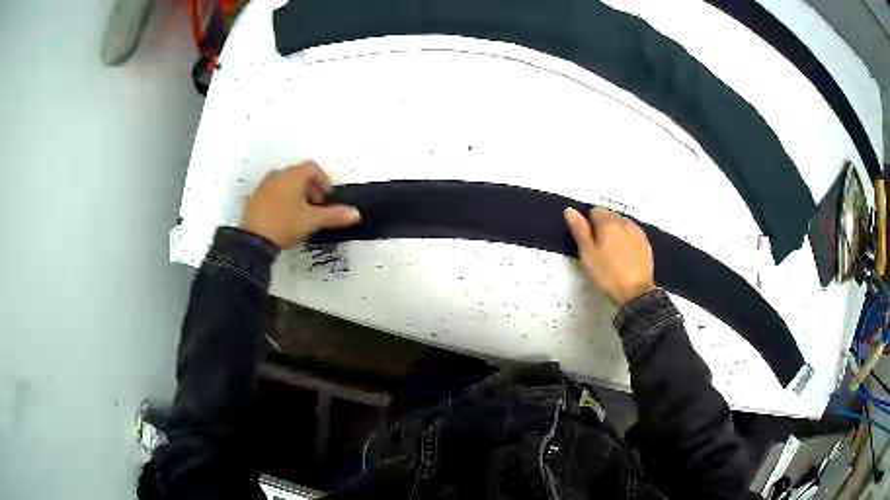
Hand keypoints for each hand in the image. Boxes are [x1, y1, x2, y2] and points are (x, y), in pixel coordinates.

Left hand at [241, 162, 360, 248]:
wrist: (253, 240)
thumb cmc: (285, 223)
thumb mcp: (312, 220)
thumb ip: (334, 215)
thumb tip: (356, 214)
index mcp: (293, 175)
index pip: (313, 168)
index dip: (324, 181)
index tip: (327, 199)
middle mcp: (278, 175)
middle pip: (299, 175)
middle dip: (311, 189)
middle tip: (316, 208)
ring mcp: (264, 186)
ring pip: (285, 184)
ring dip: (297, 195)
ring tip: (301, 214)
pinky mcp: (255, 198)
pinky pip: (274, 193)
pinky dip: (283, 200)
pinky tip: (284, 218)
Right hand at [564, 206, 654, 306]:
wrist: (635, 293)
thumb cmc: (608, 275)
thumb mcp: (588, 254)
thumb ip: (579, 230)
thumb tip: (570, 210)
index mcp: (609, 223)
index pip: (595, 210)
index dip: (588, 224)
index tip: (588, 241)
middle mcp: (625, 223)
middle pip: (610, 216)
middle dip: (603, 228)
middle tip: (599, 250)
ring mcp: (638, 233)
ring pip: (622, 225)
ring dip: (616, 234)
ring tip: (612, 255)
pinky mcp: (646, 244)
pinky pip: (633, 235)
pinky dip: (627, 241)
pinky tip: (624, 258)